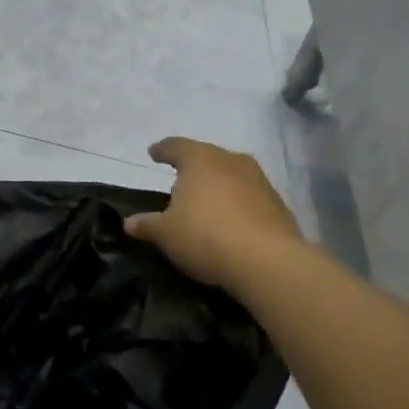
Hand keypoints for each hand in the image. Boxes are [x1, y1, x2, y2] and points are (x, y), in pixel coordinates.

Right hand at [123, 137, 303, 291]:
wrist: (268, 262)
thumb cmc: (205, 235)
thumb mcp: (165, 233)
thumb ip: (146, 224)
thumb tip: (129, 223)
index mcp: (200, 159)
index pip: (176, 146)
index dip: (162, 150)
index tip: (153, 153)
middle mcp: (231, 161)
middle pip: (207, 157)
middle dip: (194, 167)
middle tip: (180, 180)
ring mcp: (259, 181)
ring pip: (232, 176)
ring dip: (219, 186)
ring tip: (206, 203)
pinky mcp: (279, 205)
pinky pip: (250, 198)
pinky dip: (238, 205)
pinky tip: (231, 223)